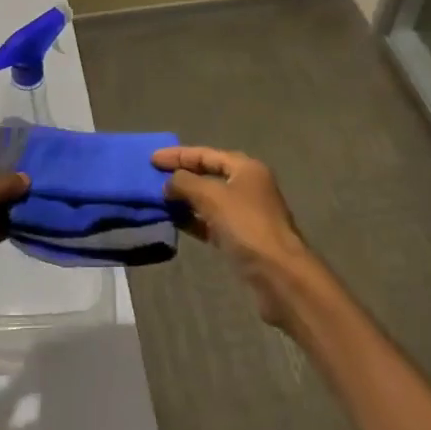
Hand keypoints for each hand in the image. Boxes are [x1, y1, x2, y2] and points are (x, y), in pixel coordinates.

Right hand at [154, 146, 309, 325]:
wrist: (279, 275)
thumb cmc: (246, 226)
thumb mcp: (212, 197)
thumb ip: (185, 183)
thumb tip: (168, 183)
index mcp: (245, 168)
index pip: (206, 154)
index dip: (178, 155)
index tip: (152, 159)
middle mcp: (247, 186)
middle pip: (208, 175)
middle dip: (181, 176)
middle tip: (153, 177)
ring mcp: (245, 213)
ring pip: (208, 200)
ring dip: (184, 199)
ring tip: (158, 199)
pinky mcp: (240, 238)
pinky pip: (210, 222)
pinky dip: (193, 220)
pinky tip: (174, 221)